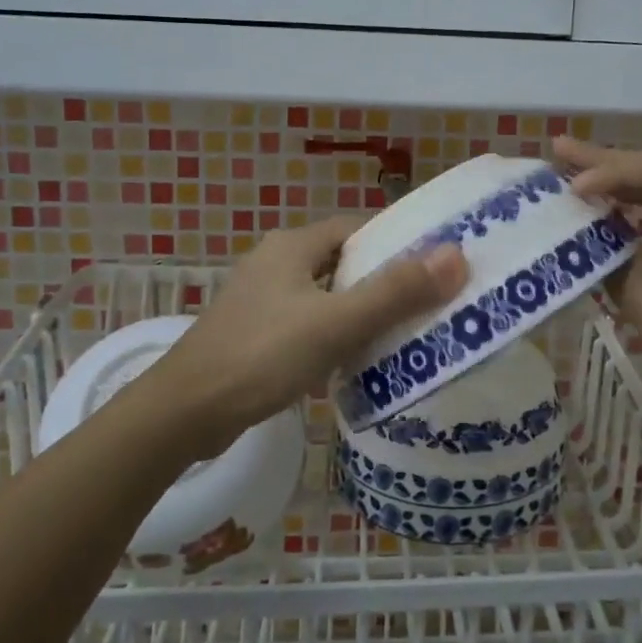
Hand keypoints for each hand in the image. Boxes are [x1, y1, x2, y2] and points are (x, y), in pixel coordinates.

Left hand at [141, 217, 468, 450]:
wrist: (185, 412)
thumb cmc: (262, 356)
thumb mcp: (336, 323)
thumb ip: (395, 291)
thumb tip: (456, 255)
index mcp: (293, 246)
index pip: (357, 230)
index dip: (397, 244)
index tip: (435, 267)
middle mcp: (275, 263)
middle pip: (343, 263)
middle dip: (384, 281)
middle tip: (429, 304)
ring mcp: (261, 300)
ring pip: (326, 296)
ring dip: (361, 311)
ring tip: (405, 334)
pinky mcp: (255, 333)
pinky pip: (308, 323)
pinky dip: (335, 335)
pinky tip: (356, 360)